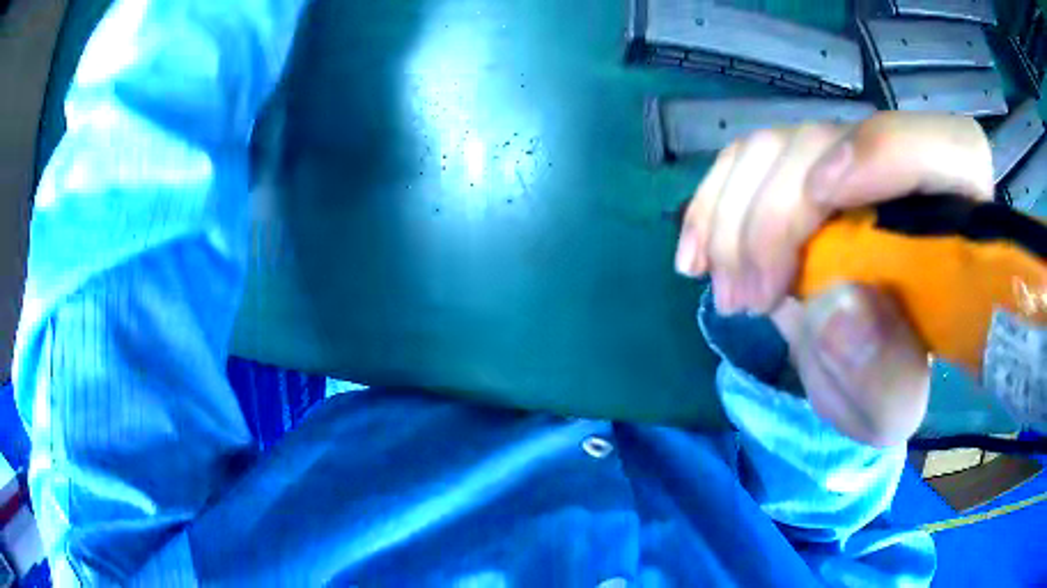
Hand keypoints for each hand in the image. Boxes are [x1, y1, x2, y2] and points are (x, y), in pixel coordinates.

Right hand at [675, 113, 992, 446]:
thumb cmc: (888, 384)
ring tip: (729, 291)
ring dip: (736, 217)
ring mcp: (848, 162)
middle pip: (834, 141)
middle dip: (779, 217)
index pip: (951, 147)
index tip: (825, 198)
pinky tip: (697, 252)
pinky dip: (714, 203)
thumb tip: (835, 312)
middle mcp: (902, 173)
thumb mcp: (891, 406)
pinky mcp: (802, 170)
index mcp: (957, 223)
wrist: (856, 363)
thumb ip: (883, 377)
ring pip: (779, 145)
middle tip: (747, 299)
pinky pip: (748, 159)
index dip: (889, 150)